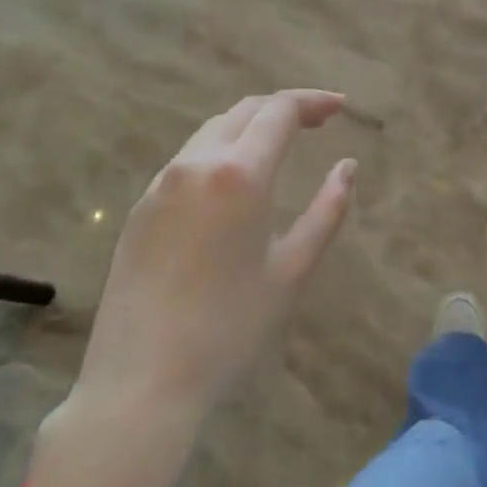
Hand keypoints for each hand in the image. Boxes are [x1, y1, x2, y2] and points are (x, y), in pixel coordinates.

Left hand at [59, 90, 356, 443]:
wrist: (140, 384)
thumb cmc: (230, 328)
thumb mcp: (293, 269)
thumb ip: (327, 210)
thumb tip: (347, 167)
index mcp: (239, 174)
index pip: (279, 111)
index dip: (313, 101)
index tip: (341, 107)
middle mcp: (196, 165)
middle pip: (244, 111)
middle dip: (284, 108)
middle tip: (318, 121)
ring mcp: (160, 185)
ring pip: (212, 132)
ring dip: (250, 126)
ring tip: (281, 144)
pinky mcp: (139, 209)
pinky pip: (187, 160)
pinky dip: (221, 151)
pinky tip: (235, 181)